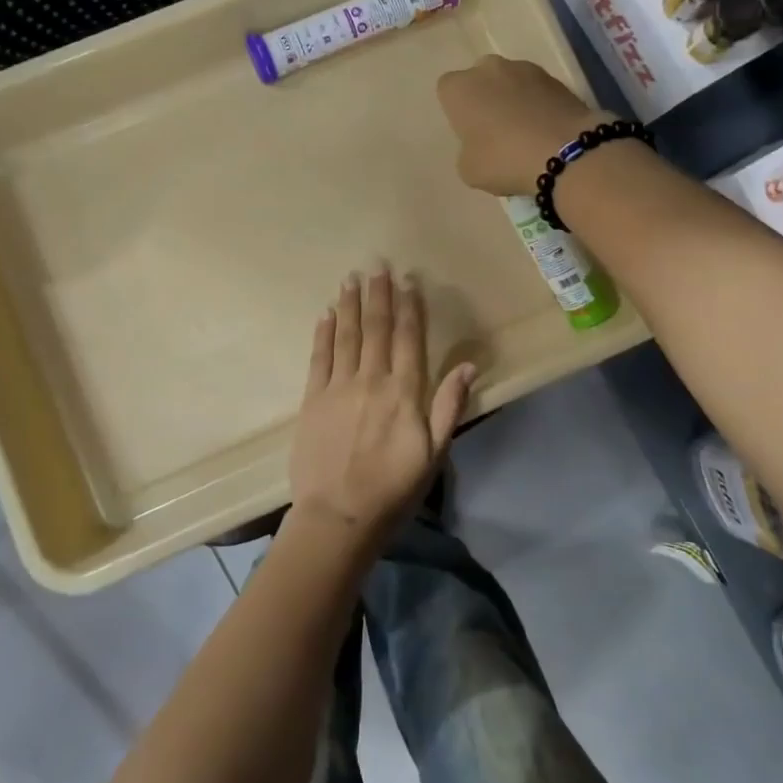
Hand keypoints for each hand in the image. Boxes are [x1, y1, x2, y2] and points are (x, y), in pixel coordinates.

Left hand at [287, 267, 474, 543]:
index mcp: (404, 393)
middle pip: (376, 329)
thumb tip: (470, 366)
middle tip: (377, 266)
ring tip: (351, 279)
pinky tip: (326, 314)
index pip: (408, 339)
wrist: (339, 516)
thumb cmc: (393, 489)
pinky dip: (323, 333)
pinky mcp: (312, 400)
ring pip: (346, 336)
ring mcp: (338, 388)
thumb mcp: (434, 454)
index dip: (409, 308)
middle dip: (378, 295)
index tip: (408, 281)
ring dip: (350, 305)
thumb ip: (449, 406)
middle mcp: (371, 380)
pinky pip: (319, 358)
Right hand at [436, 56, 604, 196]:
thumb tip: (480, 145)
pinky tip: (544, 130)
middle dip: (485, 97)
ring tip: (524, 132)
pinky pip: (537, 91)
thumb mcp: (469, 170)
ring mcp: (526, 69)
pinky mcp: (556, 78)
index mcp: (460, 88)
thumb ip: (467, 150)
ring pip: (510, 81)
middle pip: (480, 78)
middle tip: (494, 130)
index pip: (447, 89)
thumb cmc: (504, 160)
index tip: (468, 131)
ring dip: (513, 99)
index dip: (457, 110)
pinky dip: (538, 104)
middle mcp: (489, 68)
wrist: (564, 152)